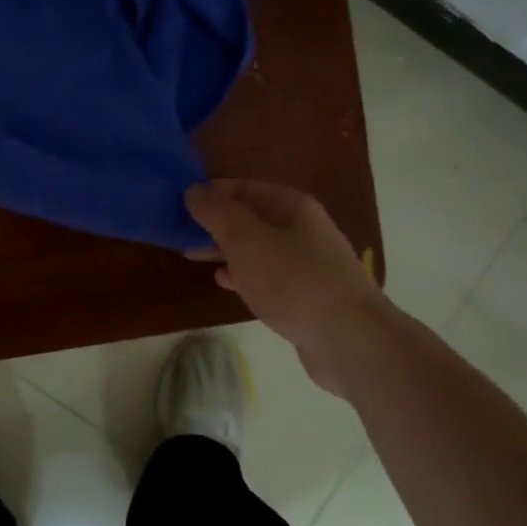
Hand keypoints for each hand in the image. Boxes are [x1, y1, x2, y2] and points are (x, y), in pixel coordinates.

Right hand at [185, 180, 391, 394]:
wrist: (349, 338)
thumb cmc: (292, 280)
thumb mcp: (245, 239)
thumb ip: (216, 212)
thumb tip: (194, 191)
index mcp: (290, 205)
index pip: (242, 187)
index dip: (209, 192)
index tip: (176, 205)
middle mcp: (301, 227)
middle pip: (249, 216)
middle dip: (214, 223)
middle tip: (179, 233)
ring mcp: (306, 261)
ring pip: (256, 246)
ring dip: (225, 248)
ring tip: (193, 256)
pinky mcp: (306, 293)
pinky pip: (267, 274)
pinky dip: (243, 273)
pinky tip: (225, 281)